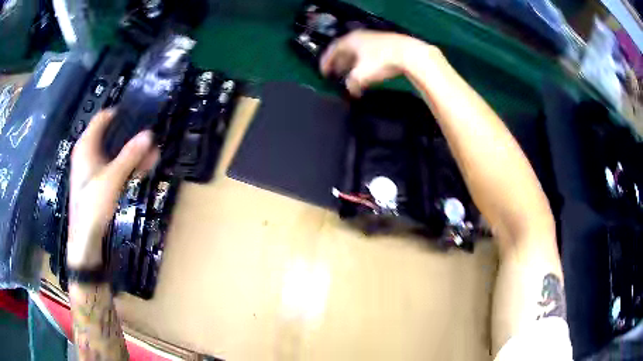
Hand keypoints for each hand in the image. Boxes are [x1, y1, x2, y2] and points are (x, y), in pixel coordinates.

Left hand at [67, 110, 158, 268]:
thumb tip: (149, 134)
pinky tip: (143, 168)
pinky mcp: (98, 183)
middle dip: (130, 136)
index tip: (138, 113)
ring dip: (132, 153)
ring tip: (152, 153)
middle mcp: (88, 153)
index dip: (119, 113)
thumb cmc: (93, 205)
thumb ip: (130, 156)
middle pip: (110, 136)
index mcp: (86, 146)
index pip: (102, 118)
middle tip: (149, 136)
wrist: (85, 240)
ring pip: (114, 153)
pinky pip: (114, 168)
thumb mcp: (112, 178)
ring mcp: (93, 169)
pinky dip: (127, 167)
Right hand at [319, 30, 438, 95]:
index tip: (323, 72)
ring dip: (352, 63)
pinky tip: (368, 71)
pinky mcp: (386, 44)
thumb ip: (351, 84)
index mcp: (350, 41)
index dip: (326, 62)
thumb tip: (351, 91)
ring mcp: (374, 39)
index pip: (332, 50)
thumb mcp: (361, 75)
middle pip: (344, 50)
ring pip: (357, 52)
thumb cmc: (381, 62)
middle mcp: (360, 37)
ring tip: (351, 74)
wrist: (408, 54)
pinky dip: (364, 62)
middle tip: (335, 73)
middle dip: (339, 63)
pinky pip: (369, 53)